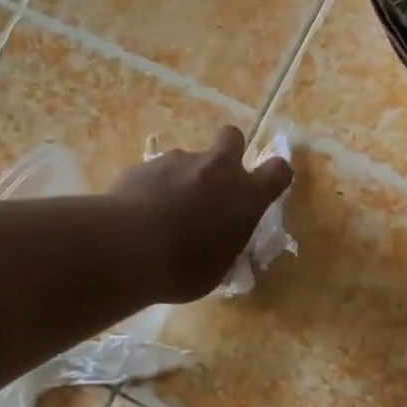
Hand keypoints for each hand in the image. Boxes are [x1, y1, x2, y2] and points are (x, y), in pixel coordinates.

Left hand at [110, 127, 293, 303]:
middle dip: (228, 152)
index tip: (267, 187)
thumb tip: (222, 243)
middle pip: (232, 138)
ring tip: (165, 211)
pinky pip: (156, 172)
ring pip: (188, 159)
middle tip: (214, 183)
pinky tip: (139, 213)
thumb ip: (226, 247)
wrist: (128, 248)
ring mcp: (179, 161)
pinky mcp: (145, 164)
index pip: (278, 171)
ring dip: (184, 177)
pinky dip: (153, 187)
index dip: (275, 176)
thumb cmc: (184, 267)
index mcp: (246, 196)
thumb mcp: (218, 268)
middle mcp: (217, 169)